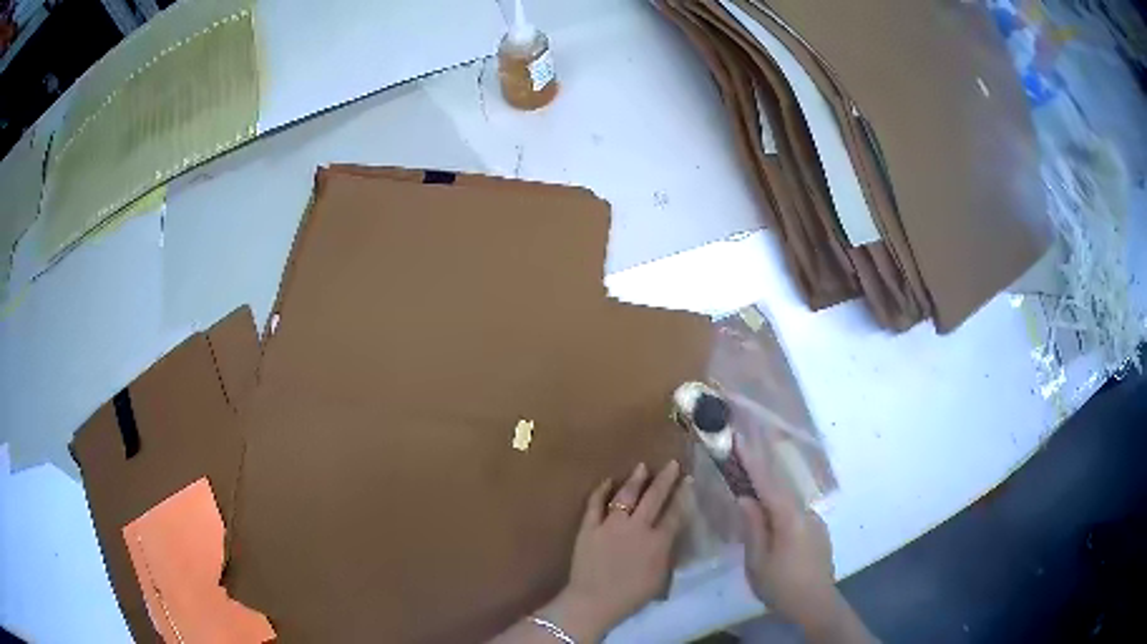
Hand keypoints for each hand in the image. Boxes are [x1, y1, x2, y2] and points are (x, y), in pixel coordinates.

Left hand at [546, 461, 688, 641]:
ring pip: (625, 495)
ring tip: (642, 467)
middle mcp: (637, 527)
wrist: (594, 601)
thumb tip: (671, 537)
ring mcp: (611, 525)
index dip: (683, 495)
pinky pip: (595, 504)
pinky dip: (601, 491)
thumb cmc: (631, 596)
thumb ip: (667, 554)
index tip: (688, 480)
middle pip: (654, 497)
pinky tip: (607, 481)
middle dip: (665, 479)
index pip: (675, 513)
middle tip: (672, 463)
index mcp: (658, 542)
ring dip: (635, 480)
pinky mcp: (589, 527)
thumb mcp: (660, 578)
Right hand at [736, 435, 874, 642]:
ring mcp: (815, 522)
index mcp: (789, 518)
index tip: (738, 438)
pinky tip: (770, 522)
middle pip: (779, 486)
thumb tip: (745, 498)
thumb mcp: (757, 561)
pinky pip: (795, 514)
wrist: (816, 604)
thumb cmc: (781, 586)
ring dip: (769, 493)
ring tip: (750, 493)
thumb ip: (752, 527)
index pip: (767, 482)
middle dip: (760, 471)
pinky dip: (780, 510)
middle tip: (740, 457)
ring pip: (788, 502)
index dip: (752, 459)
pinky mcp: (818, 533)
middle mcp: (806, 512)